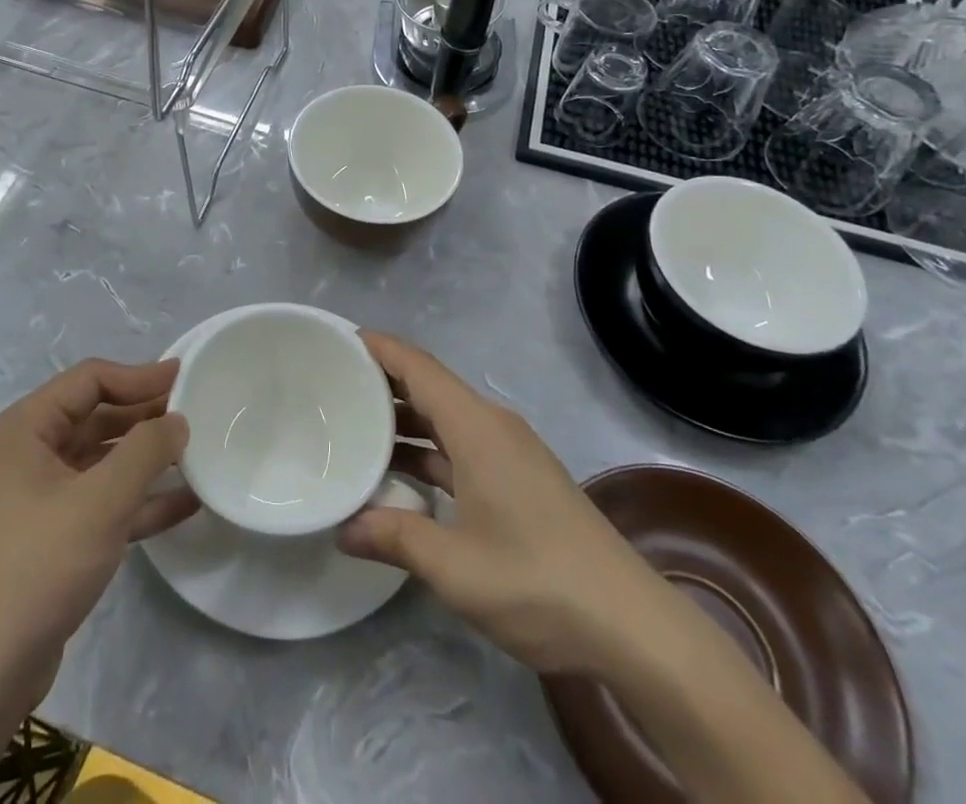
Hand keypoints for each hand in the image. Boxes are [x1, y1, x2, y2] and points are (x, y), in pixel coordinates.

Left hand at [0, 359, 197, 706]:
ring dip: (147, 456)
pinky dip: (140, 498)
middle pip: (97, 416)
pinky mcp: (54, 536)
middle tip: (196, 413)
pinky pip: (104, 500)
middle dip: (145, 414)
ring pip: (103, 459)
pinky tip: (185, 502)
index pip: (90, 380)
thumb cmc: (40, 566)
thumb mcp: (101, 500)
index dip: (138, 375)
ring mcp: (40, 496)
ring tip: (197, 452)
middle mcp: (30, 453)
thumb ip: (146, 450)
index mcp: (26, 428)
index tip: (184, 376)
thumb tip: (177, 419)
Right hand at [338, 332, 667, 676]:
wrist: (632, 625)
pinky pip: (462, 446)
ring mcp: (510, 453)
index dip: (380, 348)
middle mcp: (493, 426)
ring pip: (445, 419)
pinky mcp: (520, 478)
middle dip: (383, 383)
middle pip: (430, 387)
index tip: (338, 340)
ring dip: (405, 421)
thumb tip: (342, 530)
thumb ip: (394, 539)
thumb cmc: (537, 581)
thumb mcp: (455, 567)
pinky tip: (402, 476)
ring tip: (354, 429)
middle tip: (333, 386)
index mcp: (477, 427)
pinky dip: (428, 451)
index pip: (418, 367)